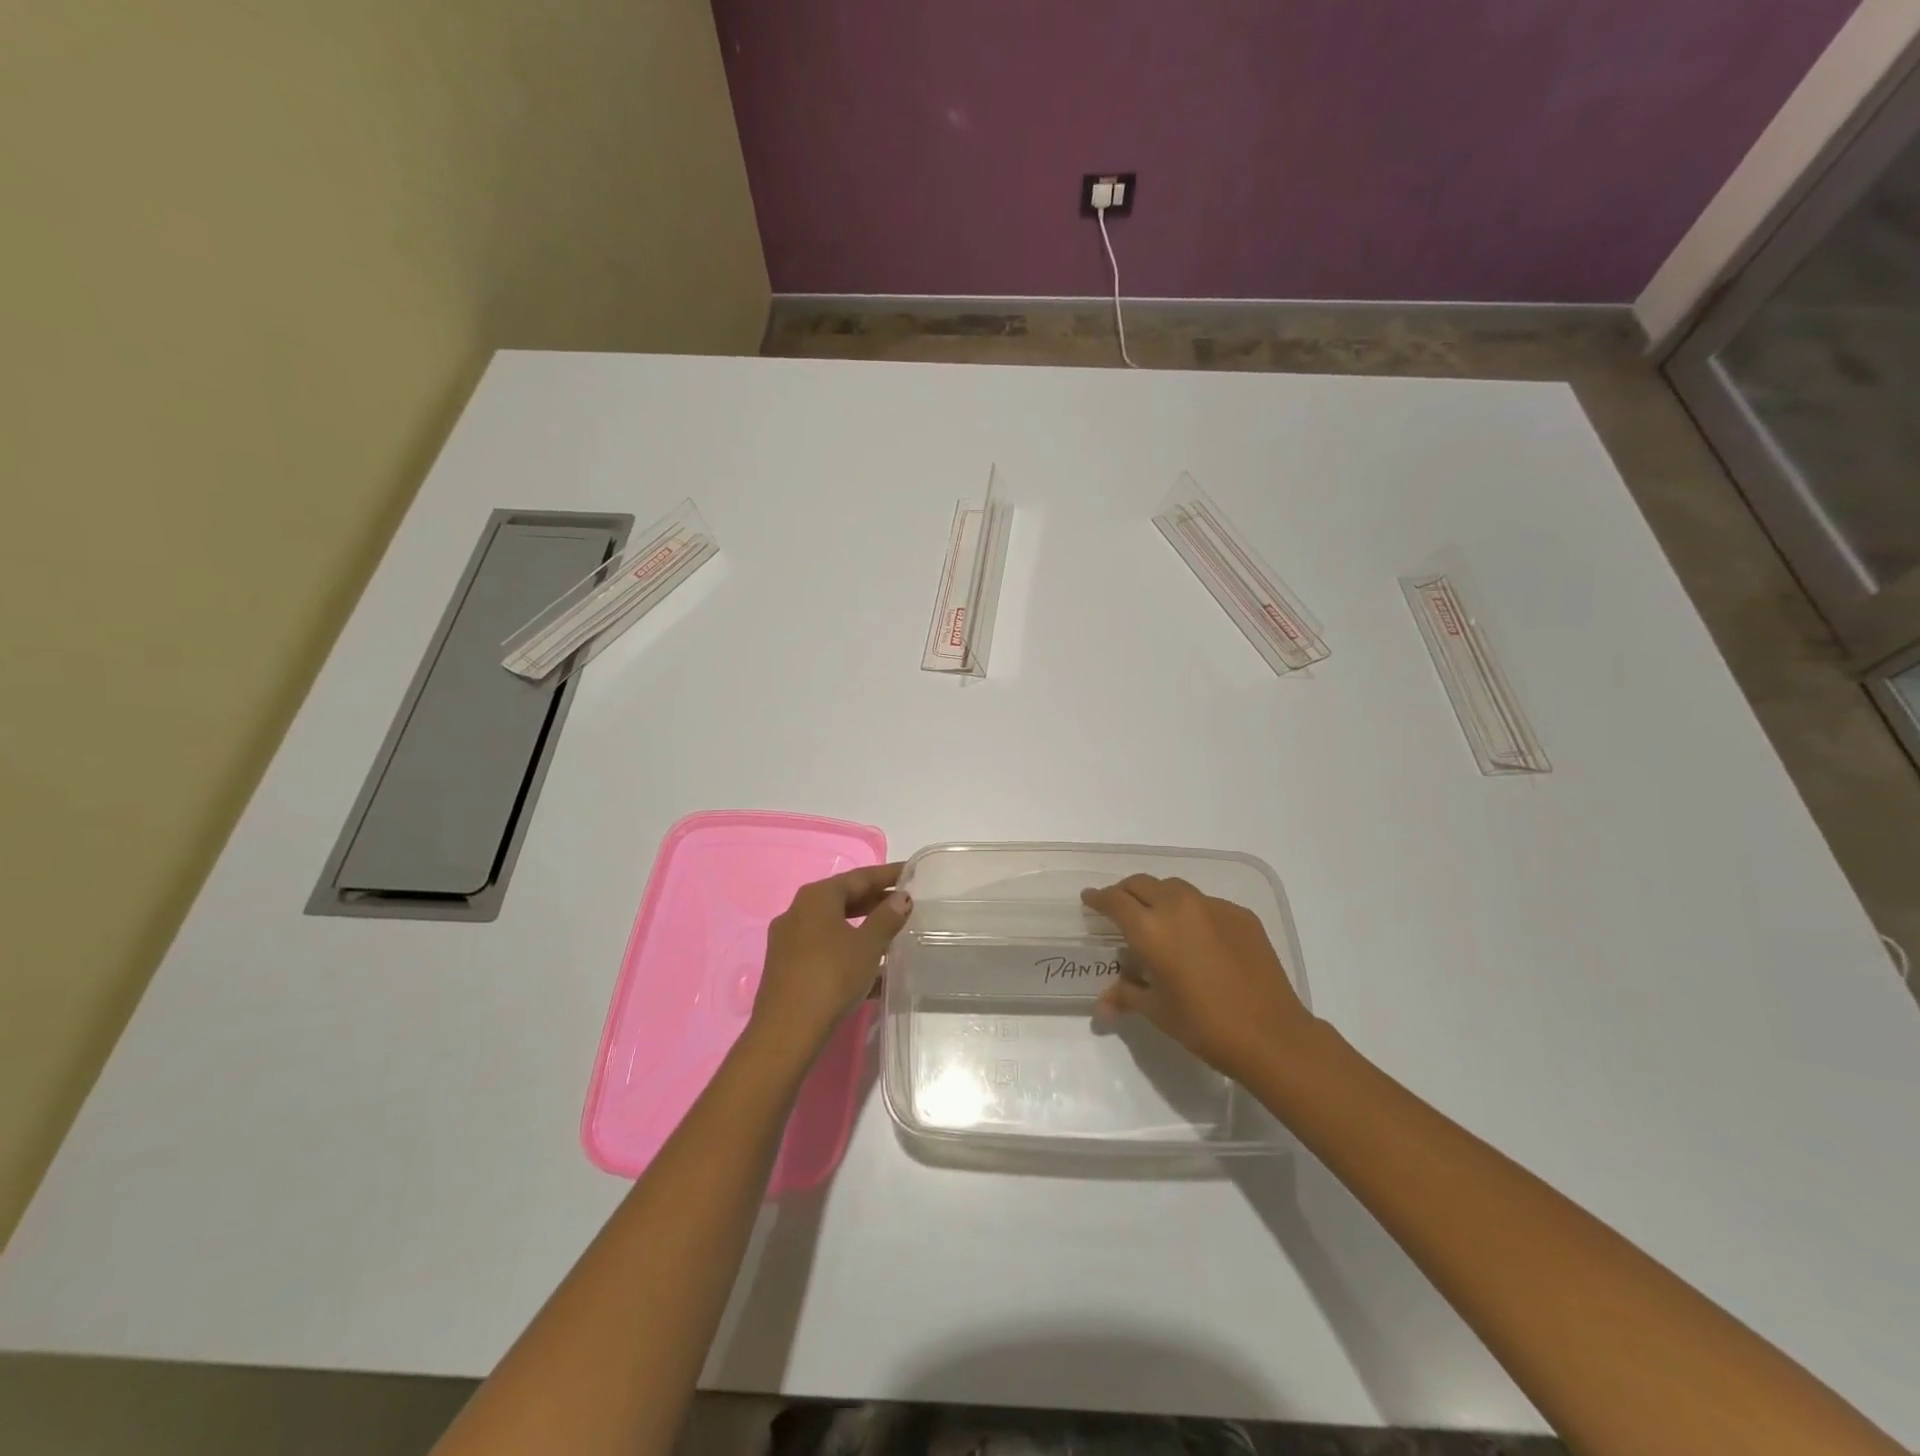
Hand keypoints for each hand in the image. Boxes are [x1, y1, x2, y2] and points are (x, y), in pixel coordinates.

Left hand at [748, 863, 910, 1063]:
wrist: (787, 1031)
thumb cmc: (831, 977)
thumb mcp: (867, 946)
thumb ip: (887, 918)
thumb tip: (901, 897)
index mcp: (816, 897)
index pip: (859, 877)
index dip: (888, 875)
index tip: (912, 873)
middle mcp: (798, 911)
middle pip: (843, 899)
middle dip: (875, 901)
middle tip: (906, 904)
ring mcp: (788, 940)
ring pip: (834, 925)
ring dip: (863, 928)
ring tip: (893, 935)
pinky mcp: (787, 967)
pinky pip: (825, 948)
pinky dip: (848, 950)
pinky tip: (872, 970)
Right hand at [1081, 875, 1314, 1079]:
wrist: (1271, 1034)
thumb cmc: (1204, 1025)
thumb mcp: (1157, 1012)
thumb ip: (1126, 996)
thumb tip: (1102, 1005)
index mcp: (1151, 929)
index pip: (1115, 901)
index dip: (1098, 898)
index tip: (1089, 899)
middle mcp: (1178, 907)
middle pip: (1142, 884)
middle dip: (1126, 892)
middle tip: (1119, 907)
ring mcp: (1213, 907)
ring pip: (1174, 888)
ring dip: (1158, 896)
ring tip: (1157, 917)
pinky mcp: (1240, 915)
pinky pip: (1206, 903)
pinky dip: (1191, 911)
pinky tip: (1198, 937)